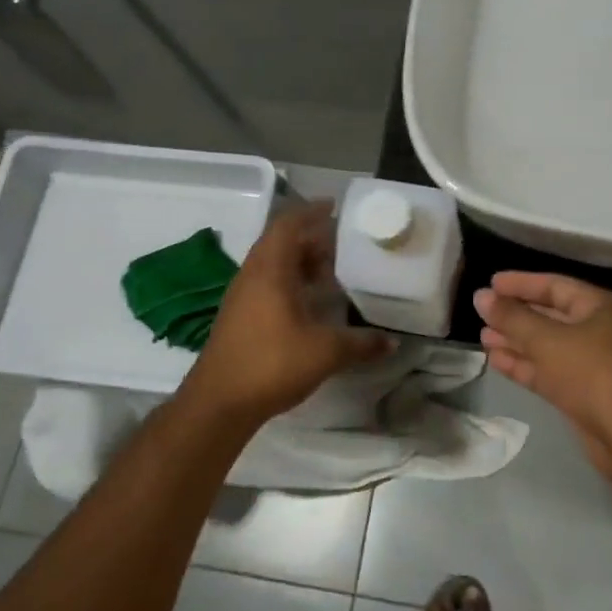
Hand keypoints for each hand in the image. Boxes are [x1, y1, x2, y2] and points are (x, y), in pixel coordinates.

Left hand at [183, 201, 391, 425]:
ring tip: (334, 270)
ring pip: (274, 265)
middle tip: (345, 243)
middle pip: (281, 242)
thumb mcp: (326, 351)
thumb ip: (362, 343)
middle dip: (312, 238)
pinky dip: (292, 282)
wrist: (219, 403)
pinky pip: (269, 284)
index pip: (288, 224)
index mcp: (270, 269)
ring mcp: (243, 296)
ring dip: (302, 262)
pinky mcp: (240, 317)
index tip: (336, 207)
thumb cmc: (272, 363)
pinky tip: (312, 302)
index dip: (311, 211)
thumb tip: (393, 341)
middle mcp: (253, 275)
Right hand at [473, 272, 611, 476]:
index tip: (490, 283)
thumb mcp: (547, 340)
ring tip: (483, 336)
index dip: (522, 283)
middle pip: (551, 316)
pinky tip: (495, 360)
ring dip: (516, 341)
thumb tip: (481, 296)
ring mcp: (592, 364)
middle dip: (517, 314)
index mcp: (601, 308)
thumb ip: (512, 317)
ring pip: (547, 346)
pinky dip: (524, 365)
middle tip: (482, 312)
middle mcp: (599, 331)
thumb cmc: (592, 373)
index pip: (556, 286)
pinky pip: (548, 371)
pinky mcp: (582, 394)